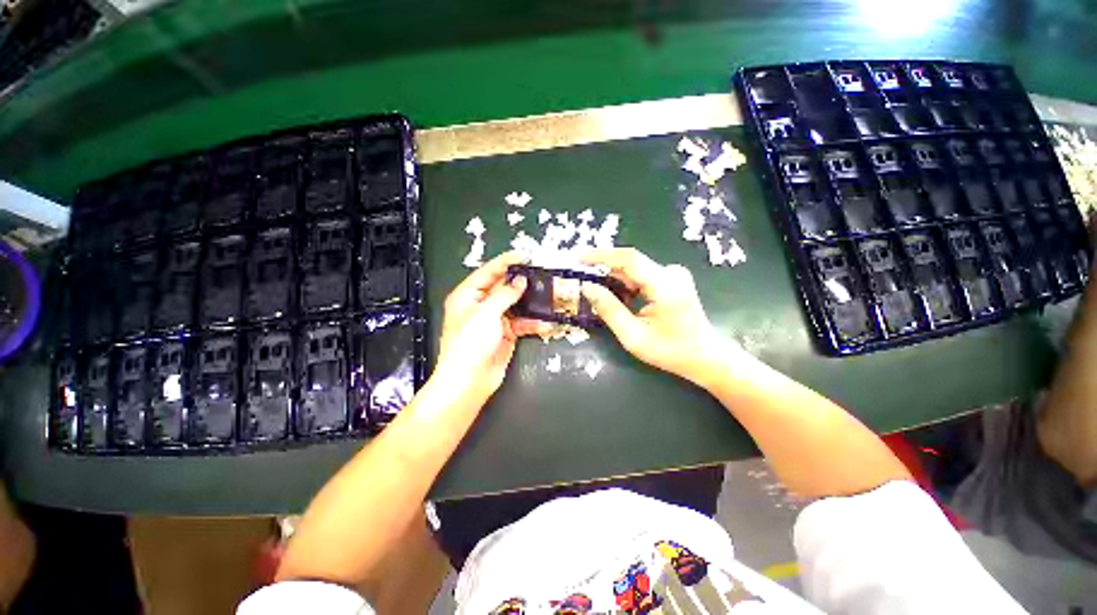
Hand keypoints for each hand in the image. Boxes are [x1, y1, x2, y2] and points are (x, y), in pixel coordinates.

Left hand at [435, 252, 540, 401]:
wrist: (470, 381)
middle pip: (503, 287)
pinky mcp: (505, 334)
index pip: (488, 272)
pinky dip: (532, 322)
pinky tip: (545, 322)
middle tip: (542, 273)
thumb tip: (521, 280)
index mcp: (468, 295)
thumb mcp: (486, 313)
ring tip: (548, 294)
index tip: (525, 255)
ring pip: (515, 305)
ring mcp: (494, 320)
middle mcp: (481, 305)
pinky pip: (521, 323)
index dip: (506, 262)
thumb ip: (505, 294)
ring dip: (530, 302)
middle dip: (522, 281)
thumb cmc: (470, 342)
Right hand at [581, 248, 740, 385]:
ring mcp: (673, 274)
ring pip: (634, 270)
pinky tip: (615, 297)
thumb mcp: (634, 336)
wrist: (705, 356)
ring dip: (613, 278)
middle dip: (602, 268)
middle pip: (629, 263)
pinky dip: (625, 284)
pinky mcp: (671, 279)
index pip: (628, 259)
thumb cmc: (671, 351)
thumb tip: (587, 287)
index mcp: (665, 285)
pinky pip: (641, 276)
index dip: (601, 256)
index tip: (577, 257)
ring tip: (593, 290)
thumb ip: (609, 310)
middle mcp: (671, 272)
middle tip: (579, 277)